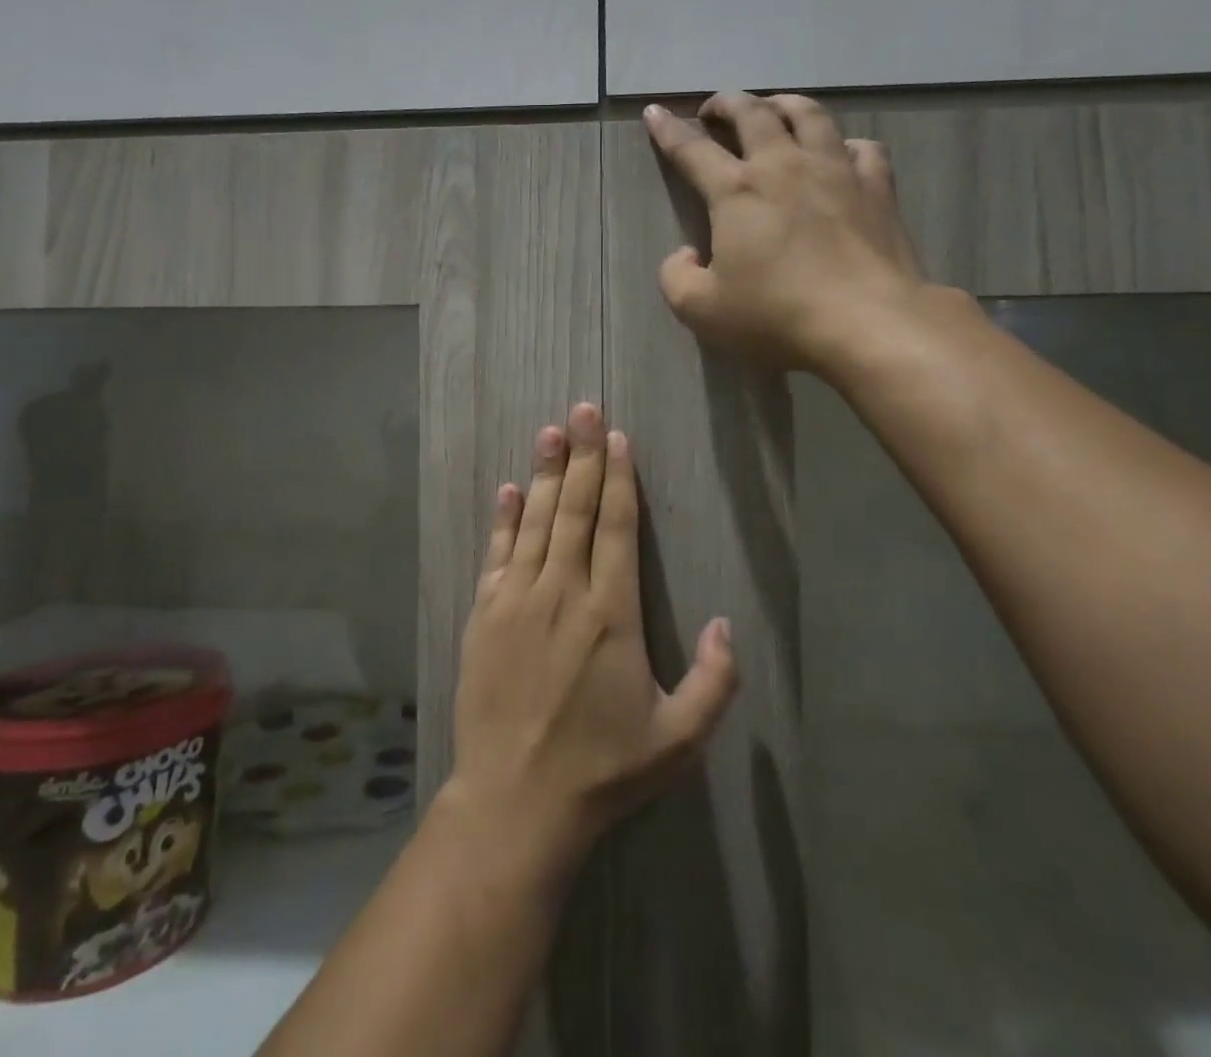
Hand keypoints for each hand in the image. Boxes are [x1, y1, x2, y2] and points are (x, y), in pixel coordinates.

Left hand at [445, 404, 738, 872]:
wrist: (515, 802)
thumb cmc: (602, 769)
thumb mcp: (678, 741)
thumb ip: (714, 682)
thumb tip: (726, 623)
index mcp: (610, 613)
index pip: (617, 527)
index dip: (618, 478)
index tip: (616, 437)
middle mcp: (562, 592)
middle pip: (576, 509)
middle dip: (581, 455)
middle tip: (581, 408)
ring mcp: (517, 600)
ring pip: (536, 522)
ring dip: (545, 474)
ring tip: (549, 432)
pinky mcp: (484, 616)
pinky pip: (497, 554)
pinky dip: (504, 519)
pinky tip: (508, 489)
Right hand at [643, 92, 929, 373]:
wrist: (867, 322)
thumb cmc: (777, 314)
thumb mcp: (701, 310)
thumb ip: (677, 278)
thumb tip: (685, 255)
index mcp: (737, 191)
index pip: (692, 150)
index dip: (669, 130)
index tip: (655, 112)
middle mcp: (784, 166)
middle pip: (753, 114)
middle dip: (728, 104)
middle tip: (715, 109)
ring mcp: (836, 171)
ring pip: (810, 115)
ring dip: (784, 105)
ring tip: (774, 110)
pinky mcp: (877, 187)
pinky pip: (862, 147)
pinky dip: (843, 143)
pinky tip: (840, 153)